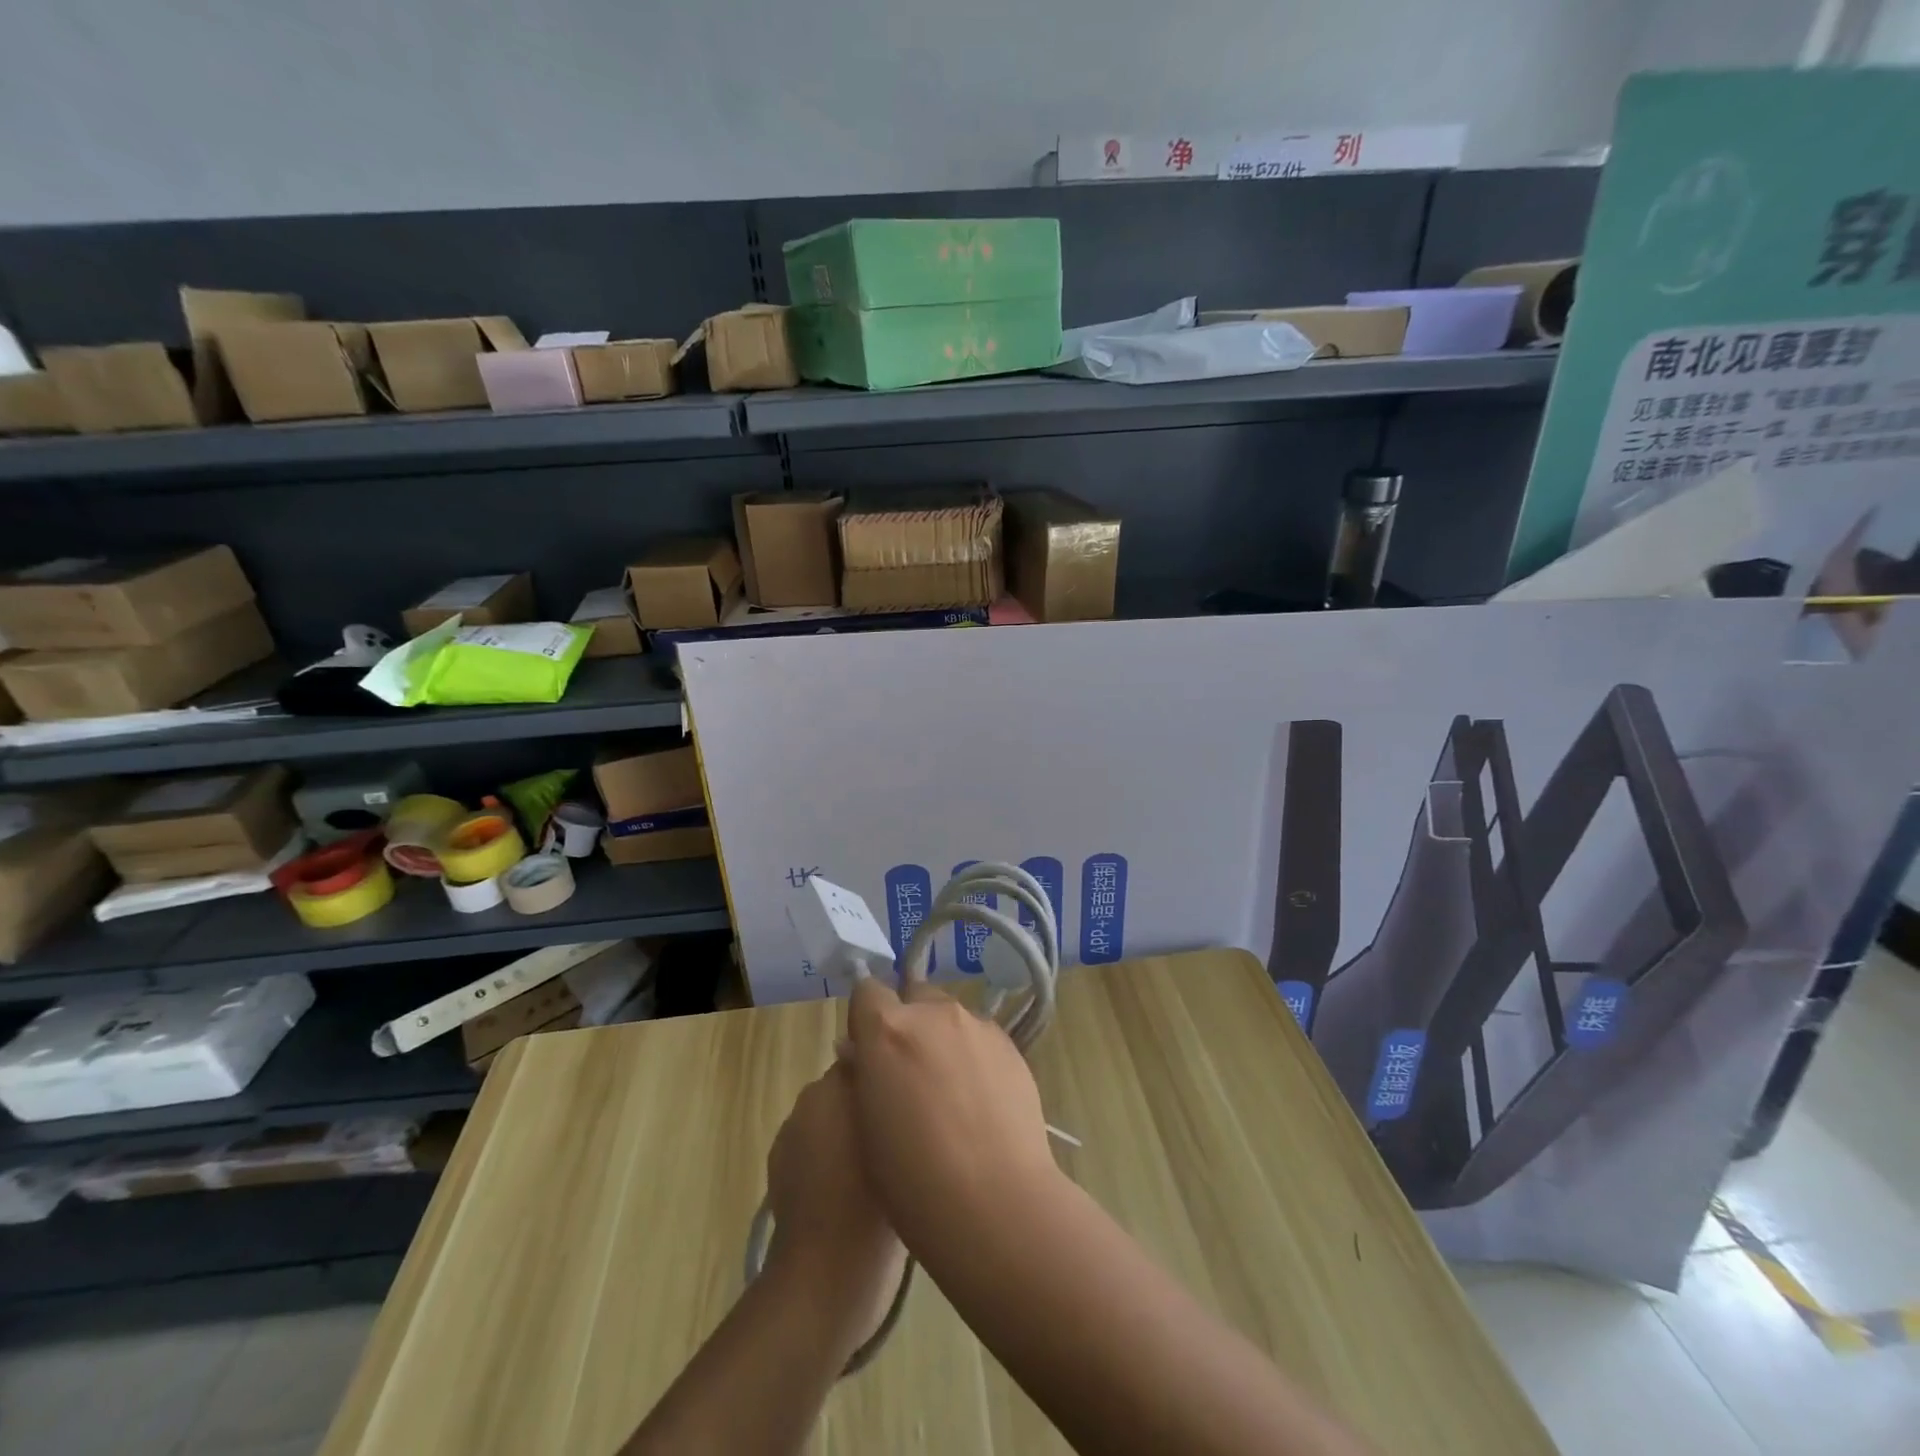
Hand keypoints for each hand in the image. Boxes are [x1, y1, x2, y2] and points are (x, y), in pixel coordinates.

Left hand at [763, 1062, 905, 1349]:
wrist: (824, 1276)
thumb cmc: (871, 1202)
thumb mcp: (899, 1142)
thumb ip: (890, 1098)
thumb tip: (886, 1071)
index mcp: (835, 1084)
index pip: (867, 1056)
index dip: (888, 1073)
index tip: (910, 1095)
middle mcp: (808, 1100)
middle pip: (846, 1088)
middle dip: (867, 1102)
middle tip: (898, 1132)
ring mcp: (789, 1136)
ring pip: (828, 1119)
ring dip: (846, 1132)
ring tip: (876, 1165)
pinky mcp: (779, 1172)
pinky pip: (811, 1149)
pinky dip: (826, 1160)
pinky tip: (848, 1190)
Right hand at [842, 977, 1058, 1241]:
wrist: (994, 1201)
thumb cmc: (911, 1177)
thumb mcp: (864, 1123)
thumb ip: (863, 1073)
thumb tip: (863, 1053)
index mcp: (888, 1029)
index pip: (867, 991)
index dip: (864, 1018)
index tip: (867, 1052)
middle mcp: (933, 1014)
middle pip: (913, 998)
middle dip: (907, 1024)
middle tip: (909, 1075)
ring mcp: (976, 1026)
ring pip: (949, 1019)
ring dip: (941, 1041)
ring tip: (950, 1095)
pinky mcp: (1010, 1045)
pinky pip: (980, 1039)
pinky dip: (972, 1057)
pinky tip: (979, 1103)